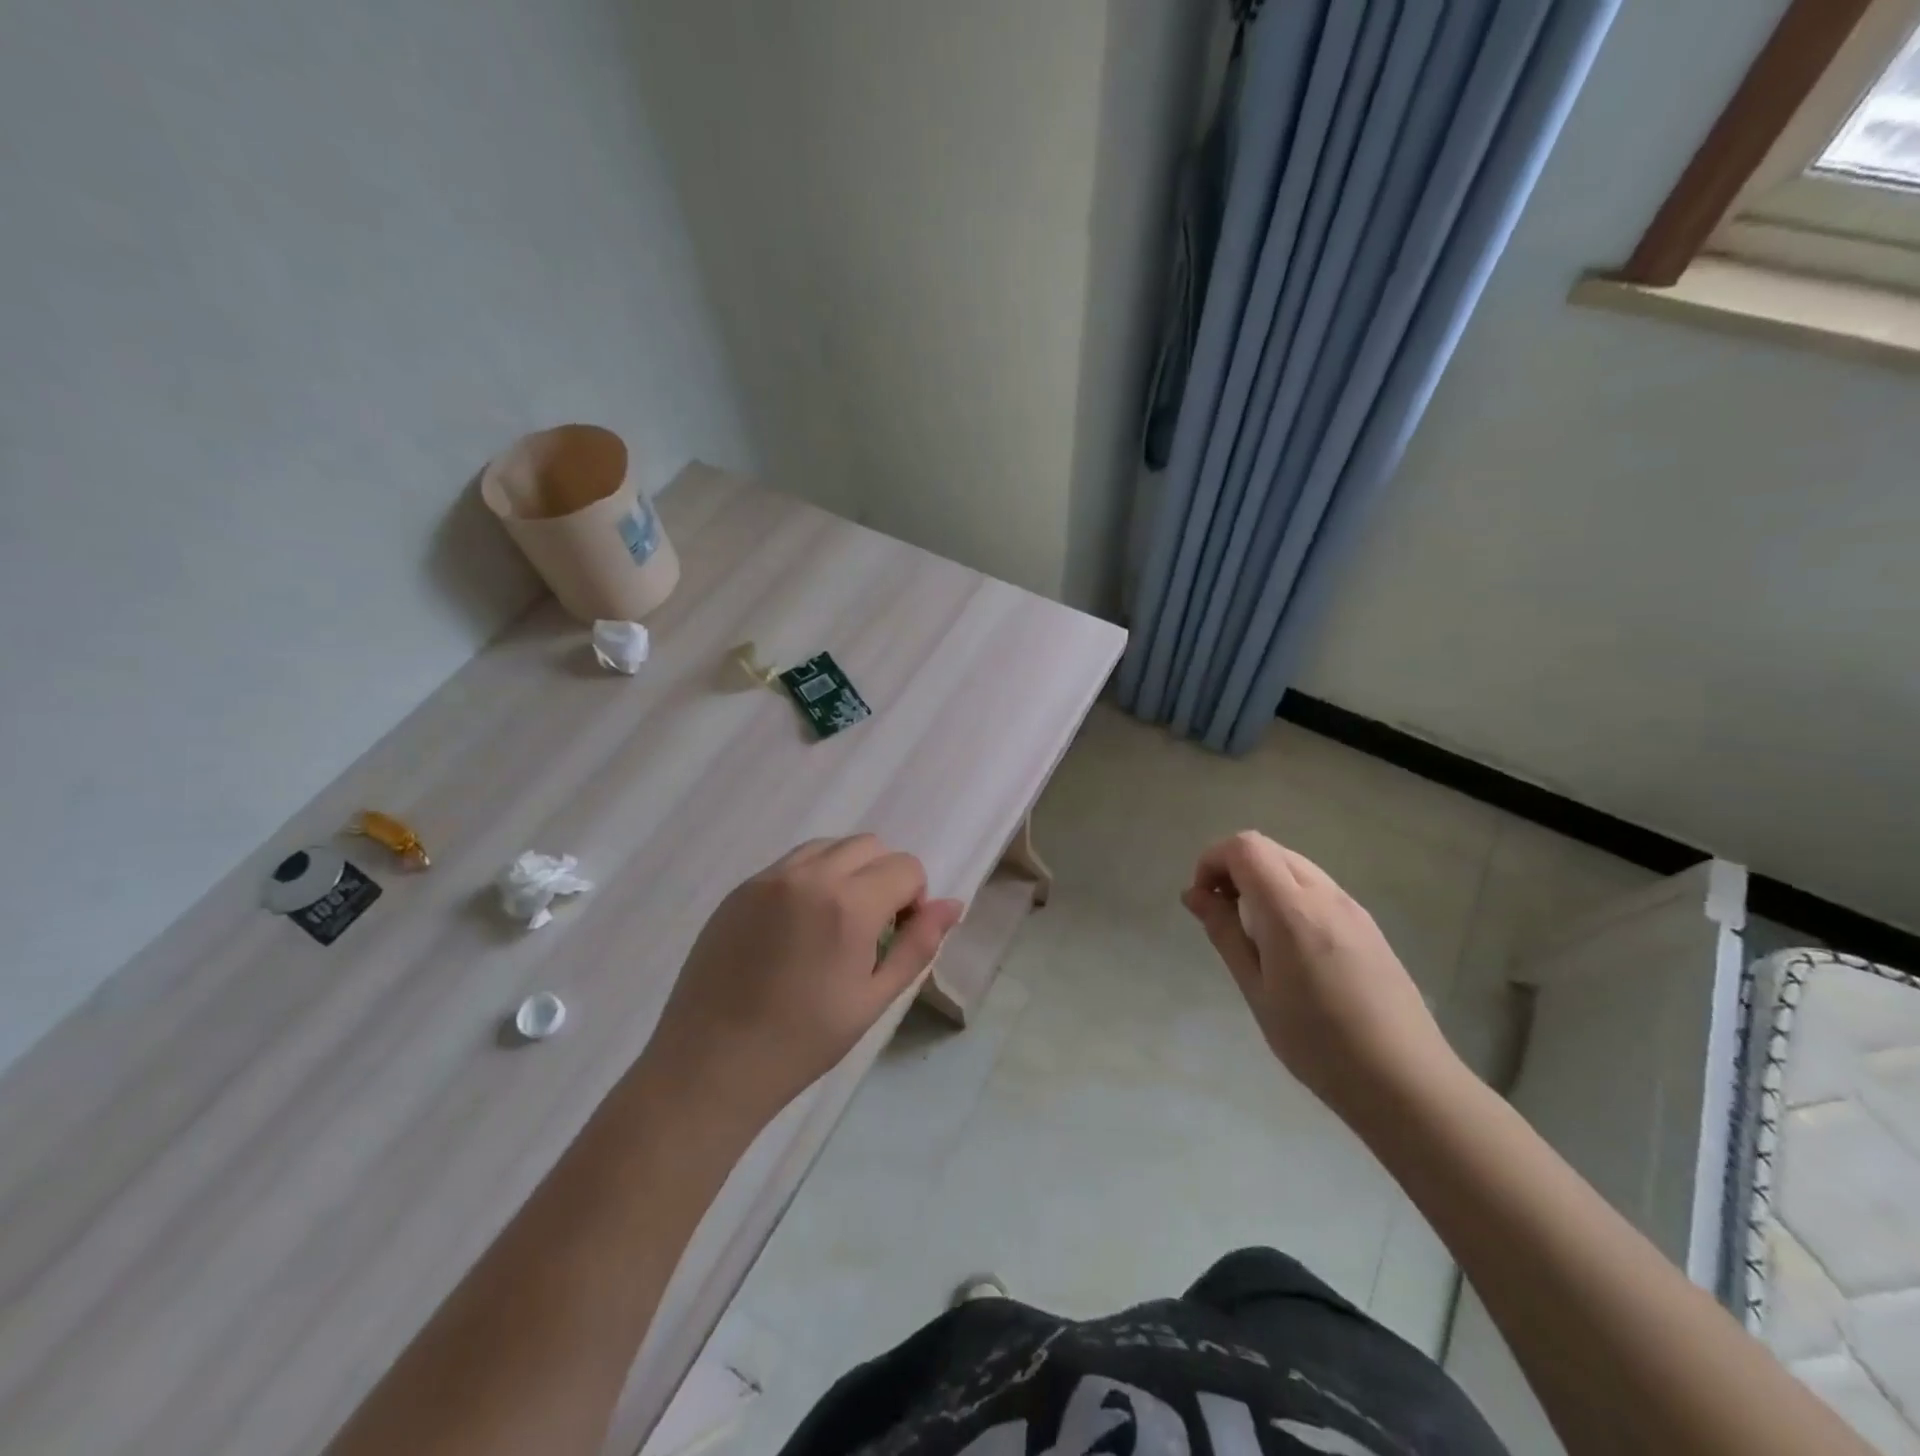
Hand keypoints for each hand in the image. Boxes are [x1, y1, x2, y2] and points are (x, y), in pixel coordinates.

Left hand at [640, 835, 963, 1126]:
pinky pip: (790, 864)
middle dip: (883, 876)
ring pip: (828, 846)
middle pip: (869, 844)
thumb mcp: (873, 999)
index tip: (896, 936)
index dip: (914, 898)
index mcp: (849, 904)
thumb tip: (954, 904)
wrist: (711, 1064)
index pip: (905, 866)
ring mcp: (769, 878)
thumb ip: (918, 945)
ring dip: (846, 870)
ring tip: (833, 924)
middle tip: (870, 929)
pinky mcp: (740, 889)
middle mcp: (809, 876)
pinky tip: (795, 929)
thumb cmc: (802, 1041)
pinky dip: (809, 878)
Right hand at [1182, 831, 1460, 1125]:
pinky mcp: (1367, 925)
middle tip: (1220, 914)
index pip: (1245, 847)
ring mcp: (1352, 908)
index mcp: (1292, 910)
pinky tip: (1288, 946)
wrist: (1407, 1082)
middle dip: (1233, 868)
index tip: (1201, 900)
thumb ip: (1224, 933)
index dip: (1212, 860)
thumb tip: (1194, 894)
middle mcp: (1325, 896)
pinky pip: (1317, 888)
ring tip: (1251, 932)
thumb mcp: (1257, 990)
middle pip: (1269, 849)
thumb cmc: (1318, 1043)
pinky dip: (1287, 895)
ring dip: (1261, 881)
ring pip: (1293, 865)